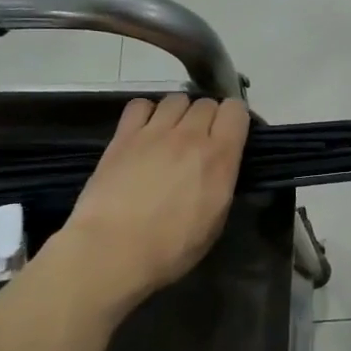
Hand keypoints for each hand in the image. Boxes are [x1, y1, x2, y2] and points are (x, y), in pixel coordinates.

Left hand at [42, 94, 249, 317]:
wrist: (114, 250)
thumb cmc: (172, 247)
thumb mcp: (216, 218)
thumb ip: (222, 180)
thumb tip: (219, 166)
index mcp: (220, 157)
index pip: (236, 110)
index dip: (235, 119)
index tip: (231, 135)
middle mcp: (191, 136)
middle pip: (206, 103)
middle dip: (208, 117)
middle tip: (200, 140)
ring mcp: (154, 132)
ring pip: (176, 99)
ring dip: (180, 113)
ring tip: (172, 134)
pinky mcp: (123, 136)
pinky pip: (140, 105)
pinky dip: (147, 113)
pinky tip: (145, 132)